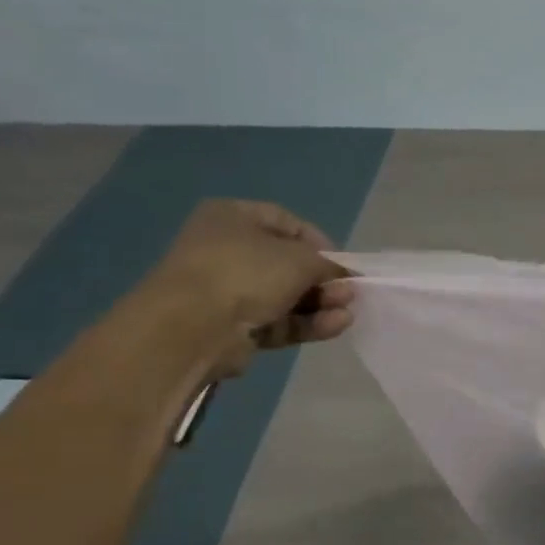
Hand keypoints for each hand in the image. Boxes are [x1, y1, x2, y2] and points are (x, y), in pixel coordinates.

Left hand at [141, 200, 354, 376]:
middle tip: (349, 291)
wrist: (194, 327)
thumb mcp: (299, 258)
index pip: (286, 222)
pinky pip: (280, 321)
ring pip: (286, 296)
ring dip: (321, 303)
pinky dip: (308, 323)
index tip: (342, 262)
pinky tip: (336, 326)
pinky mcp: (236, 327)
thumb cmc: (246, 273)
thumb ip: (328, 264)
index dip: (319, 241)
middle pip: (288, 263)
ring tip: (348, 312)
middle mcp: (228, 250)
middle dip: (323, 279)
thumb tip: (344, 276)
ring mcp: (230, 291)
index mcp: (233, 217)